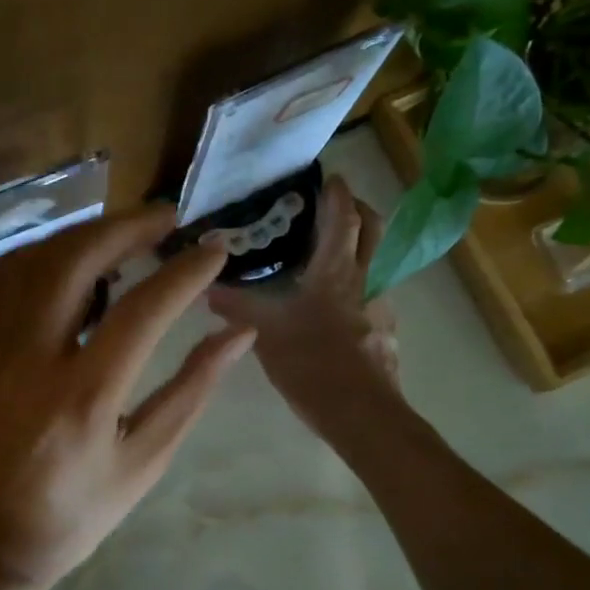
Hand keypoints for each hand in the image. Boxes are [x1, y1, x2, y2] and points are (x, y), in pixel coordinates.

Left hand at [0, 206, 255, 589]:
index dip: (183, 273)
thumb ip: (191, 390)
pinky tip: (69, 257)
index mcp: (82, 398)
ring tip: (126, 233)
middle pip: (75, 261)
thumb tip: (238, 333)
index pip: (140, 311)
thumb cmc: (75, 512)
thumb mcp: (145, 461)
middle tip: (169, 219)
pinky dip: (40, 252)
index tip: (215, 249)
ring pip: (34, 258)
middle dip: (127, 228)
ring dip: (84, 234)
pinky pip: (2, 276)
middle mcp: (30, 359)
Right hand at [208, 175, 407, 441]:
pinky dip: (356, 285)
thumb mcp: (265, 332)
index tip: (328, 176)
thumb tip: (204, 288)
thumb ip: (235, 306)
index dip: (338, 193)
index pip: (344, 217)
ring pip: (376, 261)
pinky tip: (333, 306)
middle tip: (333, 207)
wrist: (361, 414)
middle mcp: (365, 280)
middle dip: (359, 209)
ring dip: (360, 248)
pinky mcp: (385, 332)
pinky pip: (372, 294)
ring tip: (327, 256)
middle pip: (374, 229)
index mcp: (336, 271)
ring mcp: (381, 306)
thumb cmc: (313, 362)